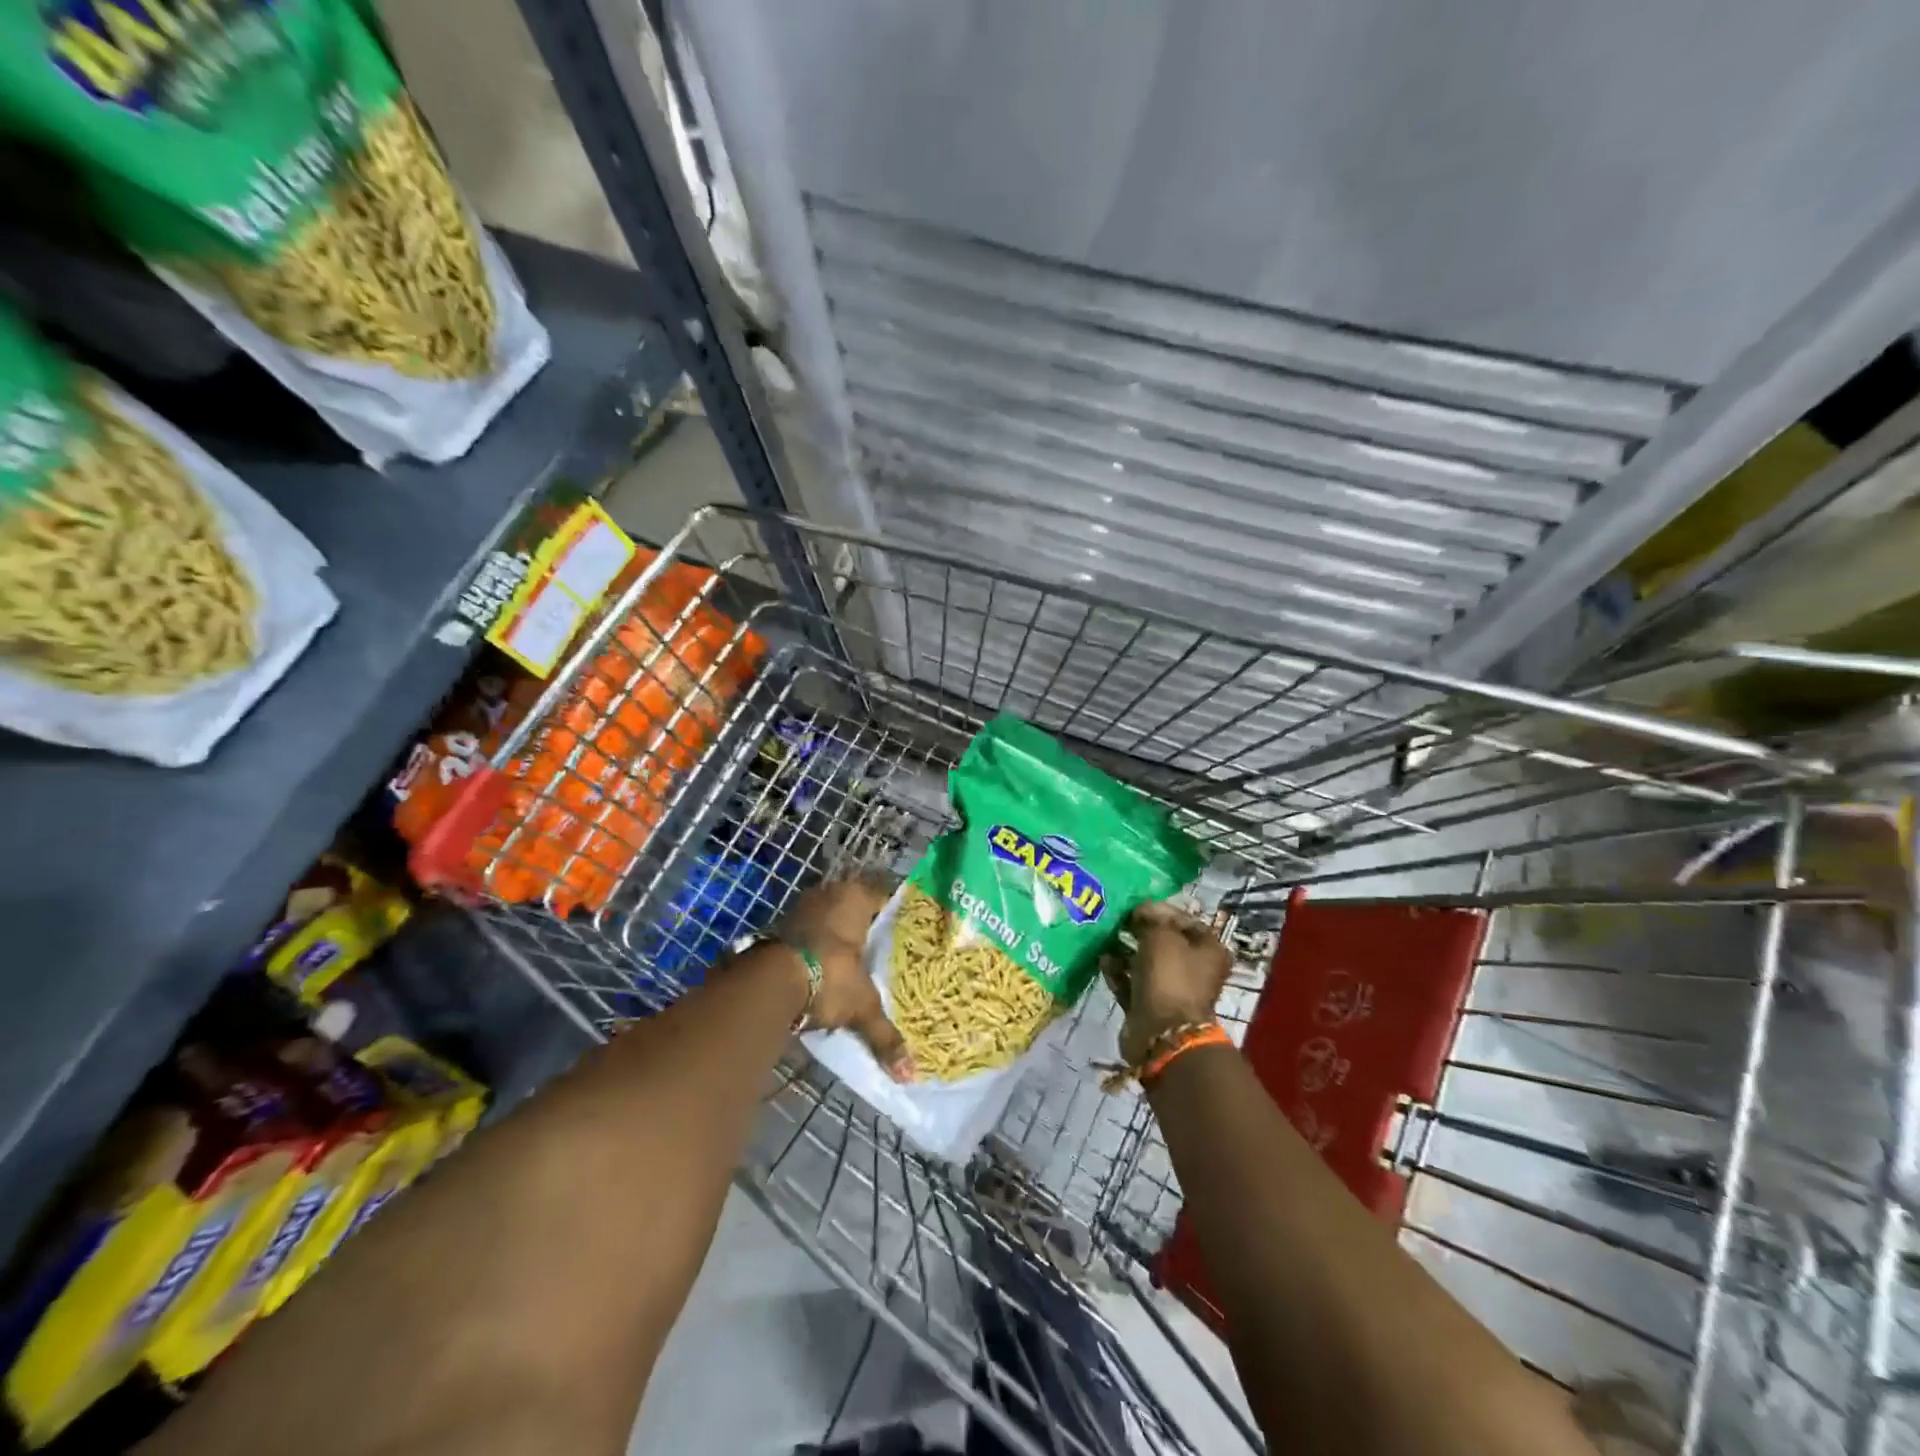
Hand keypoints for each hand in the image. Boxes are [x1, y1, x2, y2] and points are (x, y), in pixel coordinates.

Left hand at [778, 874, 913, 1078]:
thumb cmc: (830, 977)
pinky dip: (815, 948)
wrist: (770, 983)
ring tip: (854, 965)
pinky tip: (824, 970)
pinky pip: (808, 934)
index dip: (894, 917)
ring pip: (829, 919)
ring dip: (837, 938)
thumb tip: (909, 1073)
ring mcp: (802, 907)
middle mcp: (829, 893)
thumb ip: (885, 1035)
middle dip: (864, 929)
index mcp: (856, 897)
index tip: (904, 936)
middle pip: (854, 908)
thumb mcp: (863, 1006)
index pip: (883, 898)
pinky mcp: (780, 926)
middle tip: (880, 953)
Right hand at [1118, 901, 1232, 1066]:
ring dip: (1126, 951)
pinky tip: (1103, 961)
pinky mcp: (1150, 1006)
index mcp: (1209, 950)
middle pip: (1164, 942)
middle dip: (1139, 931)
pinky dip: (1118, 972)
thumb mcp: (1161, 935)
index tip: (1136, 906)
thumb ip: (1151, 917)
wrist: (1161, 1032)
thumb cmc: (1169, 976)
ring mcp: (1172, 990)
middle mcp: (1195, 970)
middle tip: (1118, 921)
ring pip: (1146, 962)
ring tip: (1106, 939)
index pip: (1185, 920)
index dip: (1161, 910)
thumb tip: (1142, 910)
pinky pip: (1132, 983)